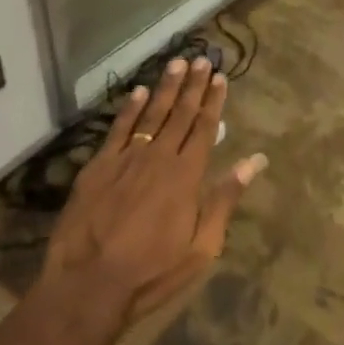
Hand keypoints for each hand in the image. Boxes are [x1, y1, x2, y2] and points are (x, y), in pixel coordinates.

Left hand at [42, 58, 266, 324]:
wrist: (88, 285)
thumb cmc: (152, 272)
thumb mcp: (201, 246)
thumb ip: (226, 198)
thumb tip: (255, 160)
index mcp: (186, 175)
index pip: (204, 127)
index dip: (213, 101)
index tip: (219, 77)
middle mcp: (158, 156)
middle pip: (180, 114)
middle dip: (193, 86)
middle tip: (202, 59)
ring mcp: (125, 159)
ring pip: (151, 114)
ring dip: (165, 88)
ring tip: (176, 63)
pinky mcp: (97, 167)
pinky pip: (118, 129)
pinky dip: (129, 109)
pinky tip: (138, 92)